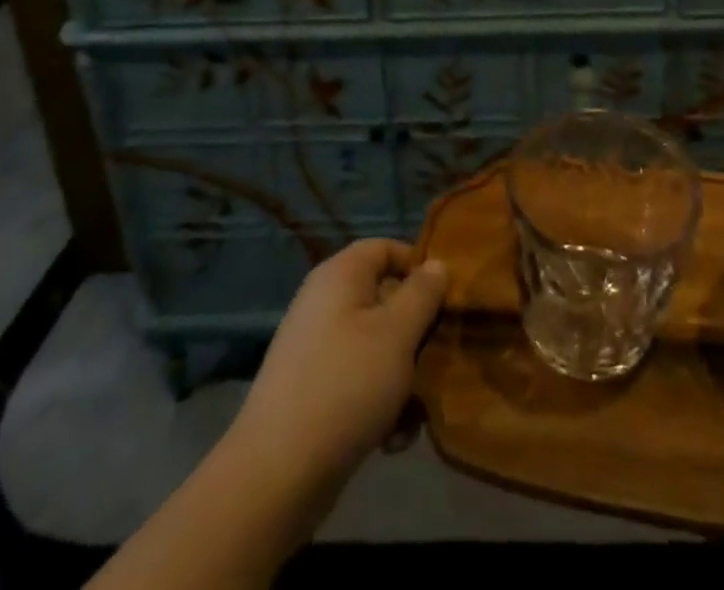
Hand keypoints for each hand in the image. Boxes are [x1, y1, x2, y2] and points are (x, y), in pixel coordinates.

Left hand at [229, 239, 446, 501]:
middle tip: (439, 360)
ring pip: (377, 347)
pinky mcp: (313, 392)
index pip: (385, 247)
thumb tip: (436, 264)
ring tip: (415, 414)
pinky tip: (393, 440)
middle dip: (416, 334)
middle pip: (385, 300)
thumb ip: (423, 294)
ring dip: (403, 378)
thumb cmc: (346, 384)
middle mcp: (325, 303)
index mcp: (340, 276)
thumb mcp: (397, 333)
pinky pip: (359, 382)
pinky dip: (380, 405)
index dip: (418, 264)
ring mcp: (316, 349)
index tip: (447, 297)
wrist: (277, 476)